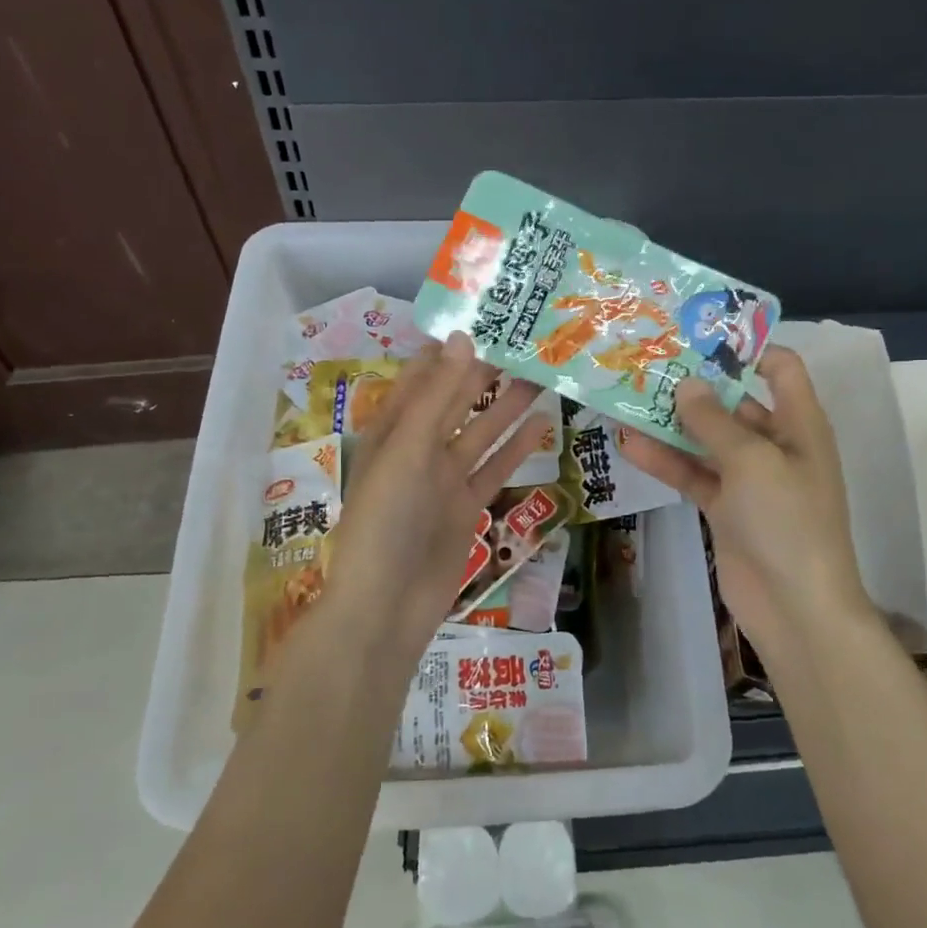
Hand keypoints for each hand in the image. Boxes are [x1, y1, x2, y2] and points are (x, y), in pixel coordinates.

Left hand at [322, 332, 553, 654]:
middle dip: (486, 374)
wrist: (385, 607)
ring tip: (542, 376)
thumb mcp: (405, 451)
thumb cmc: (383, 521)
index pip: (422, 377)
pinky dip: (516, 448)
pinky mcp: (466, 507)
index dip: (450, 349)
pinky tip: (543, 424)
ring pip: (481, 433)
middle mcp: (417, 449)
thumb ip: (436, 397)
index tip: (485, 320)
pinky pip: (494, 469)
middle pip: (456, 402)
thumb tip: (462, 338)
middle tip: (526, 344)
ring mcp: (443, 479)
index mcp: (391, 430)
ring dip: (508, 406)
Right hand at [620, 348, 874, 662]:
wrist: (795, 607)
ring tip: (626, 397)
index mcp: (799, 424)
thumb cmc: (786, 520)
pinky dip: (666, 461)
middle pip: (734, 402)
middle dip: (694, 384)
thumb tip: (687, 384)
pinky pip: (693, 474)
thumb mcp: (752, 460)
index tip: (698, 335)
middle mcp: (775, 444)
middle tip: (647, 362)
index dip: (745, 347)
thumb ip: (714, 420)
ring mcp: (748, 478)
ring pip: (705, 439)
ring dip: (670, 423)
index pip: (780, 368)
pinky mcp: (724, 507)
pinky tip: (628, 445)